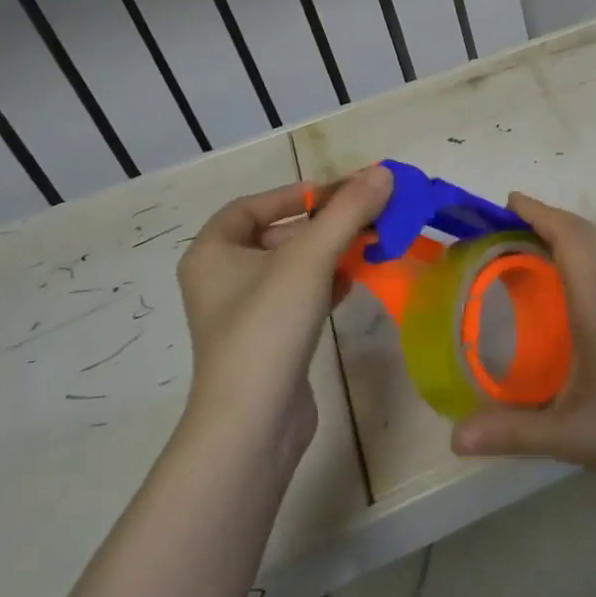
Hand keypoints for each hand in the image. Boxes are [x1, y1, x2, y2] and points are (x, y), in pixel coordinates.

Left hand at [175, 166, 392, 456]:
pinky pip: (299, 297)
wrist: (253, 424)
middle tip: (366, 216)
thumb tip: (384, 172)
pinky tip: (352, 283)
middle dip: (323, 223)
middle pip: (278, 235)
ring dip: (330, 252)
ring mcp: (245, 313)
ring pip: (292, 267)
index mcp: (212, 253)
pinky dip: (325, 284)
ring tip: (369, 245)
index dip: (294, 194)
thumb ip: (348, 212)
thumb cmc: (268, 327)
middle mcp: (221, 278)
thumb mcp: (310, 259)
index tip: (337, 193)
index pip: (252, 206)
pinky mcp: (268, 340)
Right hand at [450, 193, 595, 479]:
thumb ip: (512, 434)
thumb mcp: (570, 435)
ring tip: (528, 246)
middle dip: (547, 218)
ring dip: (566, 233)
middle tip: (506, 223)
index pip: (569, 237)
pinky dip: (581, 254)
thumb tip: (454, 438)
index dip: (538, 213)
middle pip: (583, 233)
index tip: (508, 201)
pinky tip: (565, 286)